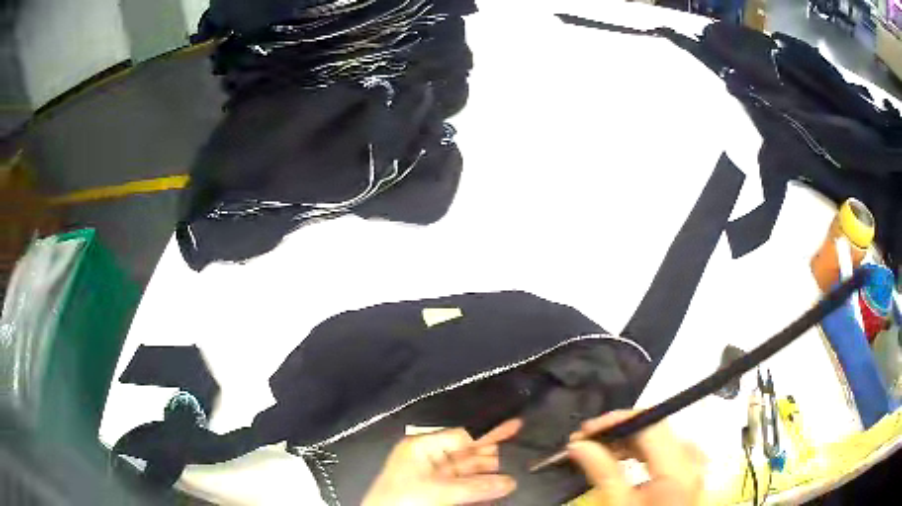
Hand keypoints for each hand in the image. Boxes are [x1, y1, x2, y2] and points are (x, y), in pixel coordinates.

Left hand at [362, 419, 521, 505]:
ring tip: (515, 472)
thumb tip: (509, 482)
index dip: (488, 432)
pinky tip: (498, 488)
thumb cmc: (402, 499)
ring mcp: (434, 477)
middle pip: (468, 453)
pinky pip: (465, 487)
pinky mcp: (438, 493)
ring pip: (469, 472)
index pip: (462, 435)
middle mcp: (430, 458)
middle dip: (493, 453)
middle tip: (521, 451)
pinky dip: (481, 488)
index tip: (514, 425)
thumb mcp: (438, 491)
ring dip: (490, 474)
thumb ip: (476, 487)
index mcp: (423, 447)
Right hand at [568, 411, 704, 505]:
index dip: (615, 421)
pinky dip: (638, 452)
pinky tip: (619, 460)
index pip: (649, 422)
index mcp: (678, 464)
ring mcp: (690, 463)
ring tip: (597, 452)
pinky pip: (662, 449)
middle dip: (617, 432)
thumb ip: (601, 471)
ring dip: (625, 442)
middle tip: (585, 441)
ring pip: (656, 438)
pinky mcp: (685, 470)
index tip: (588, 429)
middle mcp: (690, 457)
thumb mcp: (619, 502)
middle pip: (652, 428)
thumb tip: (579, 445)